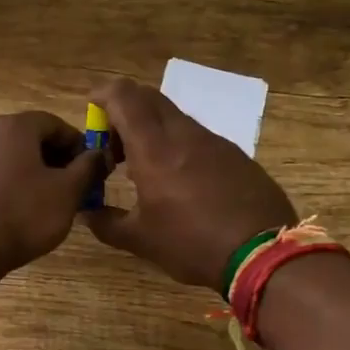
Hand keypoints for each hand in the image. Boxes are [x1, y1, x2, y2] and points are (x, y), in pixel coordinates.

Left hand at [0, 112, 107, 278]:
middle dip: (52, 157)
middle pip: (27, 136)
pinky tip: (12, 209)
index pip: (54, 123)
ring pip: (5, 155)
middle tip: (69, 186)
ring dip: (28, 170)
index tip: (89, 169)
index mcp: (14, 126)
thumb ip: (88, 168)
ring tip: (42, 200)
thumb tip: (101, 153)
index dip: (76, 144)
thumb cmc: (21, 215)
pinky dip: (4, 182)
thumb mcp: (67, 193)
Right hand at [84, 78, 295, 289]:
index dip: (103, 94)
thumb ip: (105, 222)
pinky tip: (179, 182)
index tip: (91, 110)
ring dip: (150, 129)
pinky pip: (196, 135)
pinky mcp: (235, 154)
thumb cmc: (192, 244)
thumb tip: (85, 212)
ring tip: (143, 168)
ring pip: (173, 116)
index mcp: (154, 148)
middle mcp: (183, 134)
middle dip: (123, 111)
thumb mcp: (140, 240)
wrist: (264, 255)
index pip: (124, 96)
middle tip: (113, 146)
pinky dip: (176, 144)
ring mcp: (214, 141)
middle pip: (148, 98)